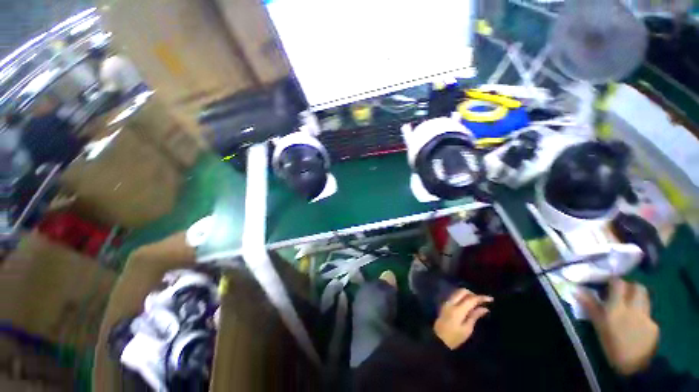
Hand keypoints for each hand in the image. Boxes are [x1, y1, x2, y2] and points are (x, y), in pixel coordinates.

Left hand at [434, 288, 492, 349]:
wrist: (438, 339)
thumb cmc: (454, 337)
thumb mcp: (467, 329)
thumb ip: (474, 316)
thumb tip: (484, 308)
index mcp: (458, 309)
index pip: (471, 299)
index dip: (481, 297)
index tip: (491, 299)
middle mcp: (451, 302)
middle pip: (462, 291)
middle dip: (473, 294)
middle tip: (482, 301)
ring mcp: (446, 302)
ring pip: (458, 292)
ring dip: (467, 295)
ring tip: (476, 303)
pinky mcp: (445, 304)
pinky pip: (454, 296)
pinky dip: (462, 297)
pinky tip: (468, 304)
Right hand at [577, 279, 658, 375]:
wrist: (633, 365)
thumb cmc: (610, 344)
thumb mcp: (598, 325)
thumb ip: (589, 305)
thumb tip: (575, 289)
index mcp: (617, 307)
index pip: (619, 283)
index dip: (614, 280)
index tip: (607, 282)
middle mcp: (634, 308)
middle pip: (638, 287)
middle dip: (630, 287)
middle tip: (621, 292)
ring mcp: (647, 316)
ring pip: (645, 298)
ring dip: (638, 298)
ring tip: (629, 306)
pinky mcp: (655, 325)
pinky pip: (648, 314)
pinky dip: (642, 315)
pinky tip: (636, 325)